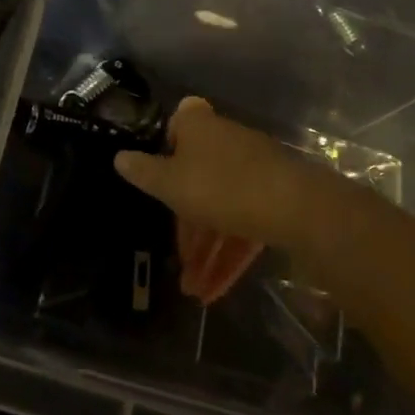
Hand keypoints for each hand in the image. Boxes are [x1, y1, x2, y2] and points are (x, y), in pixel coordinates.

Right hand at [115, 98, 365, 299]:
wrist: (294, 206)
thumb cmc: (219, 186)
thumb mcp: (170, 183)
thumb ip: (143, 171)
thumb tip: (119, 157)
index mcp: (199, 127)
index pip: (178, 123)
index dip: (167, 147)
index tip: (159, 178)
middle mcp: (226, 141)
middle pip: (198, 177)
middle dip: (188, 225)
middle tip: (179, 260)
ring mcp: (254, 168)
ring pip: (222, 207)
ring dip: (207, 250)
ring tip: (195, 291)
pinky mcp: (275, 195)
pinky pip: (244, 222)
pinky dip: (230, 253)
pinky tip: (217, 290)